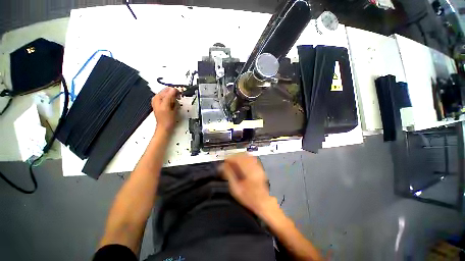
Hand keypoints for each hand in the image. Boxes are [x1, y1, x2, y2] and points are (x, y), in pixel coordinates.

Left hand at [152, 87, 178, 132]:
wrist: (165, 127)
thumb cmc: (166, 118)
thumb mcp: (167, 106)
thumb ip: (169, 96)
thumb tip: (173, 89)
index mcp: (157, 97)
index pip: (168, 89)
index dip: (175, 92)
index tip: (179, 96)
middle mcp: (159, 98)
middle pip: (170, 92)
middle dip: (175, 97)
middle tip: (177, 103)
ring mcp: (162, 102)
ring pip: (172, 97)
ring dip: (175, 101)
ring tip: (175, 107)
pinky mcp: (166, 106)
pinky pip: (172, 101)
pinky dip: (174, 103)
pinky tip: (174, 108)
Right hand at [220, 153, 275, 215]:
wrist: (262, 201)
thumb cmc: (249, 197)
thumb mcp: (236, 189)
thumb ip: (229, 175)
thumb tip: (222, 167)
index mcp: (249, 172)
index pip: (238, 159)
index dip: (230, 158)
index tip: (225, 160)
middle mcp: (254, 167)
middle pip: (242, 155)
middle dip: (234, 156)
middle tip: (228, 160)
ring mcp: (258, 166)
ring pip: (247, 155)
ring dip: (239, 156)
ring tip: (233, 161)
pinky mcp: (259, 167)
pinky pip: (251, 158)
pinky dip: (244, 158)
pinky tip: (240, 162)